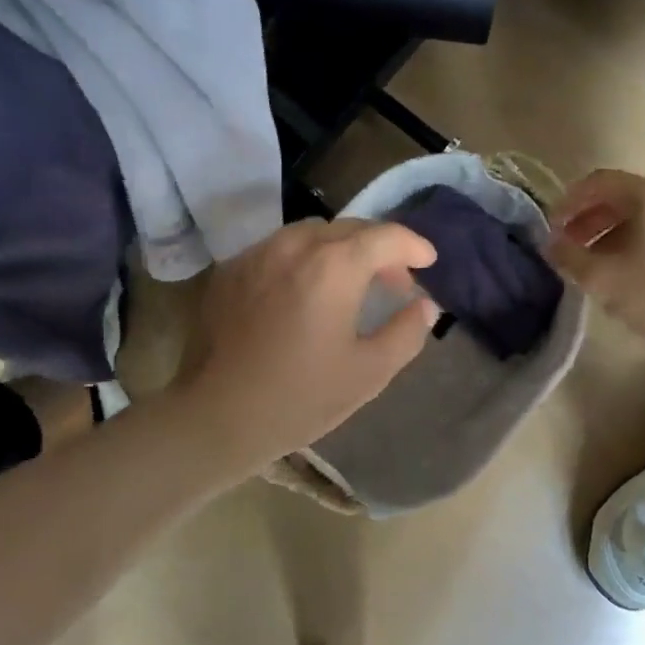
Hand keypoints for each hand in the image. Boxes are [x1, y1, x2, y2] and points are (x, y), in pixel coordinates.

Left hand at [175, 219, 439, 469]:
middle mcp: (294, 245)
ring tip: (351, 283)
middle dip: (379, 247)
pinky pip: (280, 248)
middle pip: (349, 228)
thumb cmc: (300, 397)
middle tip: (394, 281)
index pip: (385, 236)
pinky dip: (305, 258)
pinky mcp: (231, 269)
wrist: (216, 416)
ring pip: (312, 233)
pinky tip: (306, 291)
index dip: (413, 245)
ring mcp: (258, 253)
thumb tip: (425, 305)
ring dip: (342, 249)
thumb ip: (406, 332)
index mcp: (333, 266)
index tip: (428, 262)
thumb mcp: (369, 373)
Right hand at [544, 169, 644, 366]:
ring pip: (639, 213)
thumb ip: (567, 253)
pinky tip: (616, 266)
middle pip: (621, 195)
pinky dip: (630, 239)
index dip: (569, 201)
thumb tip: (549, 242)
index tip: (551, 226)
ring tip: (586, 258)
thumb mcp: (600, 278)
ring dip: (606, 229)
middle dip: (587, 217)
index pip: (601, 182)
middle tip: (565, 243)